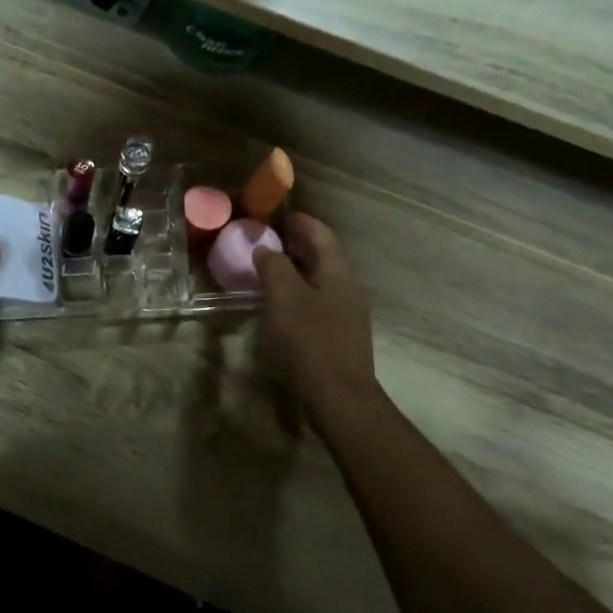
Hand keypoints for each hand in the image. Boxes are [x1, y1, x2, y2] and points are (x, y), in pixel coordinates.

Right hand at [253, 213, 382, 423]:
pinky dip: (298, 291)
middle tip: (265, 241)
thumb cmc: (309, 341)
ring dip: (295, 269)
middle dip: (295, 244)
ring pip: (320, 279)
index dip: (298, 222)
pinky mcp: (339, 333)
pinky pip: (318, 300)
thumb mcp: (284, 298)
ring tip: (267, 270)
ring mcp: (347, 311)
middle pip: (322, 255)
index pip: (320, 233)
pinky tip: (280, 304)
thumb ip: (274, 267)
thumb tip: (266, 248)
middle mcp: (347, 286)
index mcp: (337, 271)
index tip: (274, 216)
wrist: (338, 396)